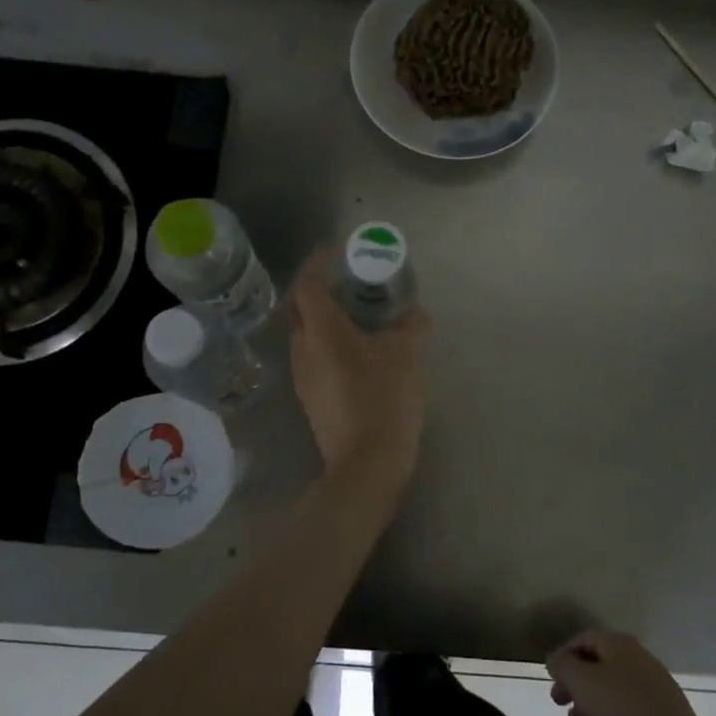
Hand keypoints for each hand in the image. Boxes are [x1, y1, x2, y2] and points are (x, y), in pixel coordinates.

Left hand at [288, 248, 430, 487]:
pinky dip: (328, 341)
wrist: (367, 463)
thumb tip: (416, 312)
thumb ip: (412, 325)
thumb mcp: (407, 355)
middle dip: (316, 288)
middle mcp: (303, 348)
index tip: (334, 253)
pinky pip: (313, 355)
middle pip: (299, 307)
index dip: (317, 264)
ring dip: (323, 317)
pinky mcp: (310, 396)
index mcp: (321, 330)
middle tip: (345, 281)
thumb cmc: (384, 398)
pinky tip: (356, 349)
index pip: (306, 284)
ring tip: (355, 313)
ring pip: (305, 333)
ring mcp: (302, 375)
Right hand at [547, 629, 708, 715]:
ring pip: (611, 688)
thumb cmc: (624, 710)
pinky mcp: (661, 712)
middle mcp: (636, 657)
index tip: (552, 679)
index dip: (563, 656)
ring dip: (591, 704)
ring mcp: (652, 685)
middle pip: (596, 664)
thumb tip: (556, 660)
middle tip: (560, 704)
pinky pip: (628, 709)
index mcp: (618, 644)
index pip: (583, 639)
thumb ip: (563, 666)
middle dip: (575, 684)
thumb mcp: (582, 683)